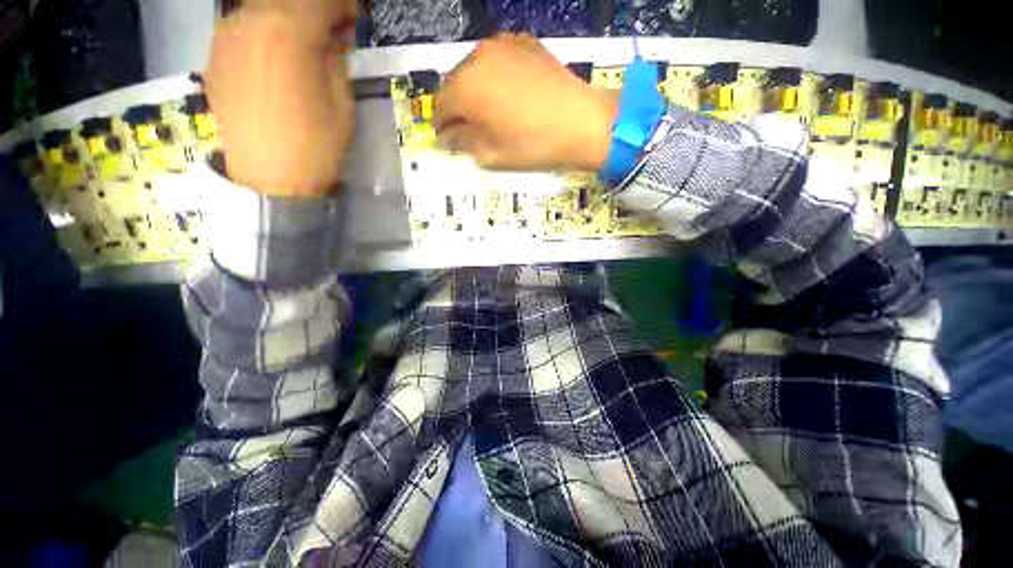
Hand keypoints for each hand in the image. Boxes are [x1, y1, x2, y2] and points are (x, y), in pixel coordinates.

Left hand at [205, 0, 356, 196]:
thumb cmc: (315, 147)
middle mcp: (250, 23)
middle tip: (334, 30)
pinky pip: (245, 26)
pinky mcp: (216, 56)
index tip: (354, 18)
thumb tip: (333, 36)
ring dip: (289, 17)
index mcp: (288, 34)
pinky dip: (266, 30)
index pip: (320, 1)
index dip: (342, 6)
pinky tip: (280, 53)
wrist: (268, 179)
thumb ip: (335, 60)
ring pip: (263, 9)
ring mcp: (227, 38)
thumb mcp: (341, 105)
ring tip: (308, 42)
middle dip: (315, 8)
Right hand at [433, 33, 617, 171]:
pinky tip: (508, 94)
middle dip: (457, 107)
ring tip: (490, 111)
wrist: (580, 122)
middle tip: (469, 128)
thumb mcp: (491, 155)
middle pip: (455, 84)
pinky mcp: (523, 43)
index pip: (440, 107)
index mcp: (465, 89)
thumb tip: (446, 137)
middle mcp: (476, 58)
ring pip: (475, 70)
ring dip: (475, 90)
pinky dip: (495, 77)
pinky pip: (497, 61)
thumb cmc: (532, 145)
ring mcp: (501, 45)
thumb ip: (462, 143)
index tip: (448, 140)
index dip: (442, 126)